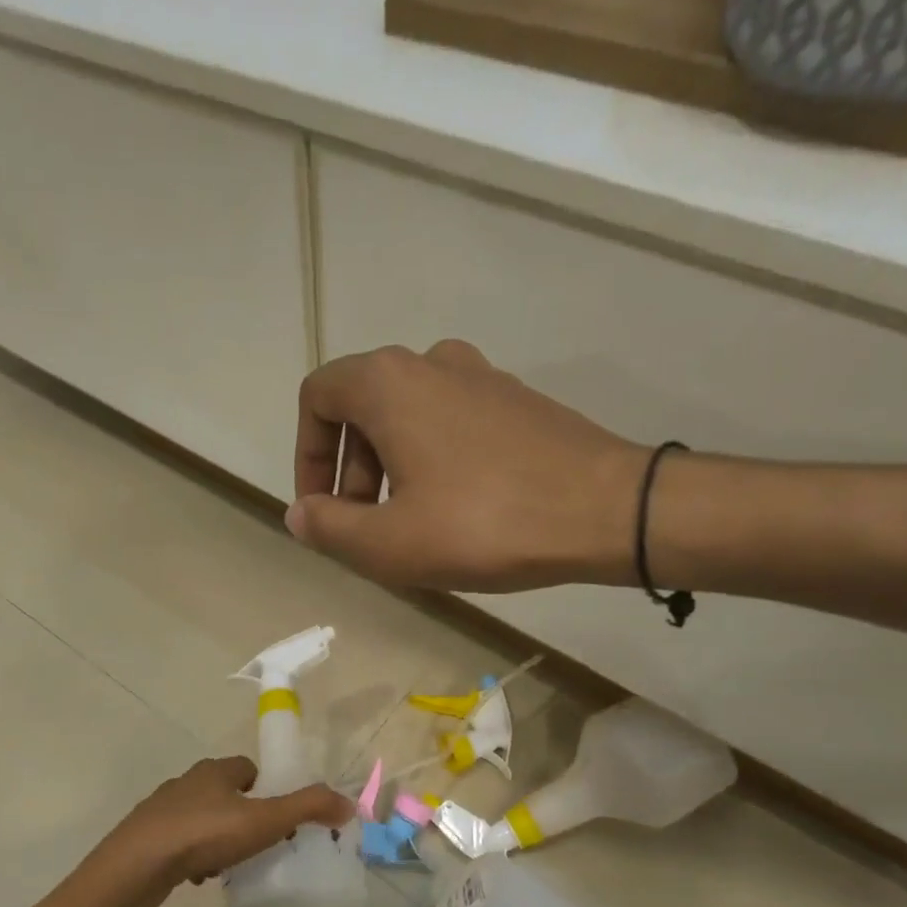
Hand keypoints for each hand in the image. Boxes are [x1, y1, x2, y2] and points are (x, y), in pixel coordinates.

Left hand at [94, 757, 354, 906]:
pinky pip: (182, 842)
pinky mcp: (147, 837)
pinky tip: (201, 878)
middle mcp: (187, 782)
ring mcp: (163, 810)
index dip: (268, 790)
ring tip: (232, 866)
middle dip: (245, 817)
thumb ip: (307, 808)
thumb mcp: (264, 820)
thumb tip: (348, 803)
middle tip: (261, 845)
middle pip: (226, 794)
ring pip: (204, 819)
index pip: (248, 769)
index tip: (279, 819)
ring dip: (220, 839)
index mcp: (214, 771)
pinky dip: (195, 856)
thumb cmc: (203, 834)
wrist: (136, 866)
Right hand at [289, 340, 647, 591]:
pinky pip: (449, 424)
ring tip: (407, 528)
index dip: (307, 456)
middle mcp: (431, 363)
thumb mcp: (388, 543)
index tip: (322, 509)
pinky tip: (453, 512)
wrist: (607, 511)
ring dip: (388, 470)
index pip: (316, 398)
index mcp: (389, 384)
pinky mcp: (515, 401)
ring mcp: (480, 377)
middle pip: (361, 409)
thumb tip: (300, 514)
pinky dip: (430, 461)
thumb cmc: (484, 524)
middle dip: (348, 472)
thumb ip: (328, 528)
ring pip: (406, 418)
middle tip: (364, 529)